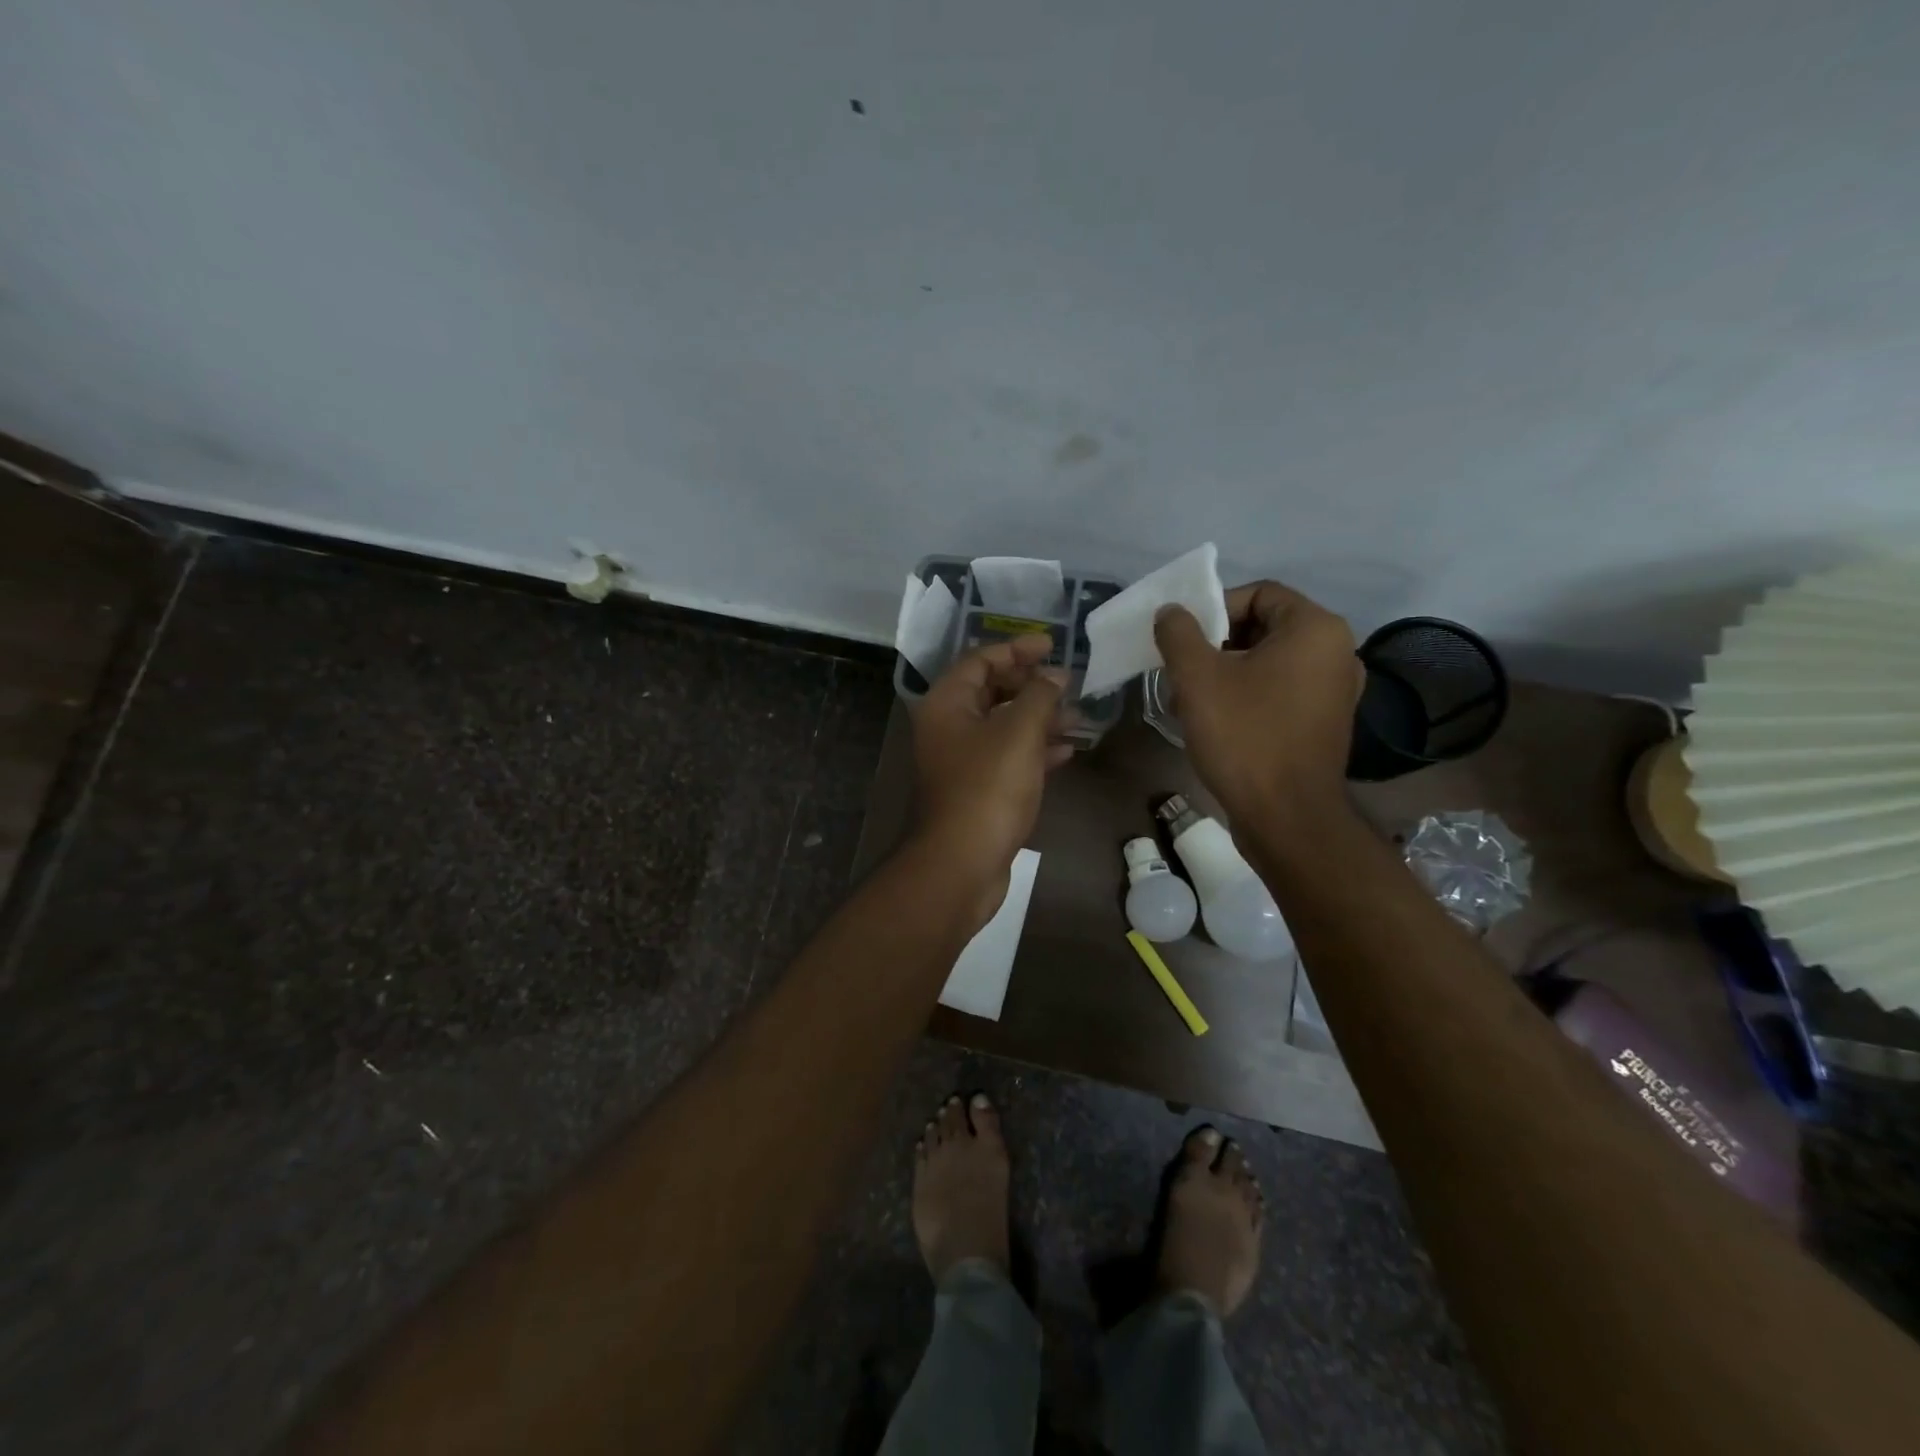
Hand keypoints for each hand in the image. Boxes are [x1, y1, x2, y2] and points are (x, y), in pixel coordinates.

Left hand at [909, 634, 1071, 912]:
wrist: (962, 862)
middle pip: (991, 691)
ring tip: (1078, 716)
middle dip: (1031, 685)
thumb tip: (1055, 675)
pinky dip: (1035, 749)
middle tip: (1067, 683)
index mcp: (948, 703)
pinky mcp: (977, 788)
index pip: (981, 660)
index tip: (1052, 645)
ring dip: (1039, 718)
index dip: (1017, 649)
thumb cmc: (988, 788)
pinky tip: (1066, 751)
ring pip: (1003, 725)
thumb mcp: (1019, 732)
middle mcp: (948, 726)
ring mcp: (961, 760)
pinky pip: (1007, 756)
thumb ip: (1040, 696)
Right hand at [1153, 581, 1362, 819]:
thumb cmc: (1244, 737)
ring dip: (1226, 672)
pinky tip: (1217, 721)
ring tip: (1191, 700)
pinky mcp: (1326, 722)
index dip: (1214, 609)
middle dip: (1215, 645)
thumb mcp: (1198, 678)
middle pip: (1263, 627)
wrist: (1287, 817)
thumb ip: (1179, 634)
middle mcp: (1336, 652)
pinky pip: (1281, 691)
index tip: (1184, 641)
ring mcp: (1335, 691)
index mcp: (1315, 629)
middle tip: (1182, 671)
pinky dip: (1247, 695)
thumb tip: (1171, 612)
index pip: (1258, 593)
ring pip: (1269, 662)